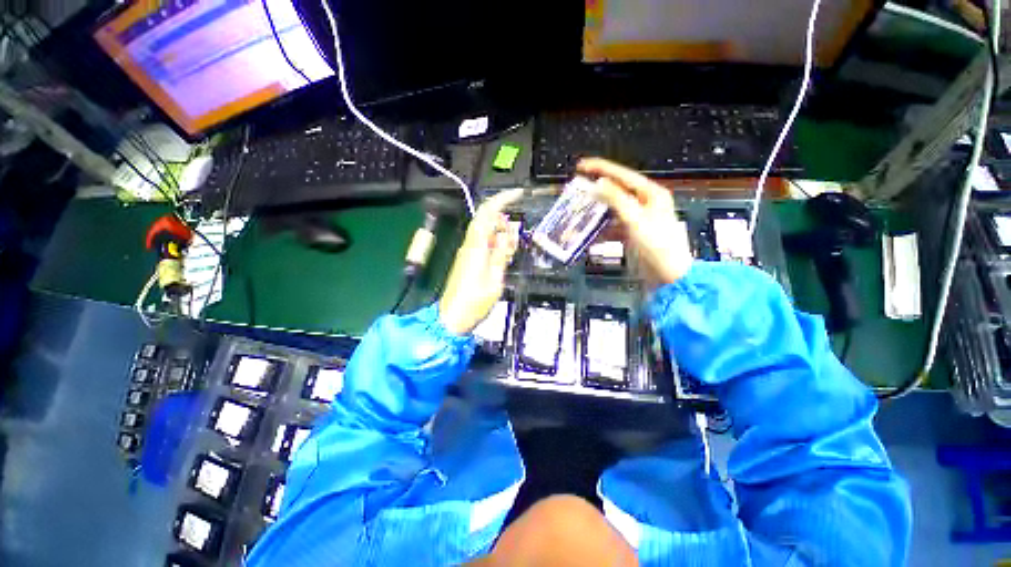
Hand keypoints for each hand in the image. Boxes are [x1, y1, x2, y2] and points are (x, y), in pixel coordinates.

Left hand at [439, 188, 523, 334]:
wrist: (452, 319)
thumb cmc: (474, 303)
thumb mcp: (495, 280)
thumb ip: (501, 255)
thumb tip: (508, 234)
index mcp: (476, 247)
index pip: (487, 213)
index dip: (502, 200)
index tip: (519, 194)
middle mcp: (470, 245)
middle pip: (488, 221)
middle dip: (506, 225)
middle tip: (514, 247)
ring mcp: (468, 252)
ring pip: (488, 233)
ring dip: (502, 238)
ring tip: (508, 258)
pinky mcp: (468, 260)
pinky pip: (484, 244)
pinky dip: (496, 247)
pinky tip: (501, 261)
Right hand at [578, 158, 691, 285]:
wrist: (667, 277)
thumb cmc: (658, 247)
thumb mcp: (636, 220)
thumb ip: (617, 200)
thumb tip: (599, 183)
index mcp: (651, 195)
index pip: (623, 176)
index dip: (601, 169)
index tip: (581, 167)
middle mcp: (644, 204)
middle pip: (615, 192)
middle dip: (596, 192)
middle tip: (577, 190)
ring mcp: (636, 220)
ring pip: (611, 211)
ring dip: (595, 213)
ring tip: (578, 212)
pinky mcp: (630, 235)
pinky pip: (611, 228)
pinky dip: (599, 230)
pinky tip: (588, 234)